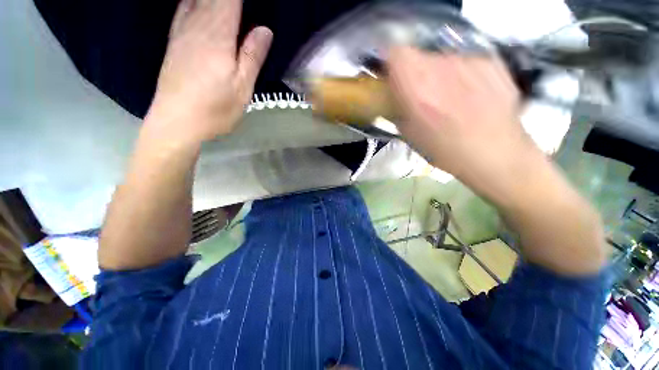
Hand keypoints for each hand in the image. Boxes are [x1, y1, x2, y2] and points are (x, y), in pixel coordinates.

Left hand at [145, 0, 272, 142]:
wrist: (177, 122)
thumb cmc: (215, 109)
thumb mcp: (242, 88)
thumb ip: (252, 56)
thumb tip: (265, 30)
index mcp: (218, 36)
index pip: (229, 0)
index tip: (255, 4)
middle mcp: (198, 27)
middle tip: (243, 6)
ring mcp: (182, 33)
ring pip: (196, 0)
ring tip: (227, 5)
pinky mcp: (174, 42)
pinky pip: (182, 9)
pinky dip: (192, 1)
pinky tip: (197, 3)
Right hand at [388, 47, 537, 189]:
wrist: (495, 153)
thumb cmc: (444, 149)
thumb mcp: (409, 133)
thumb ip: (396, 109)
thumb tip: (391, 95)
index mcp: (417, 88)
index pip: (396, 53)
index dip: (391, 63)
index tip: (393, 77)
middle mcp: (441, 67)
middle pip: (418, 55)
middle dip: (414, 72)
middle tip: (420, 93)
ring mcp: (469, 60)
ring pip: (441, 58)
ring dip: (438, 74)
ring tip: (448, 97)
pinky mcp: (491, 61)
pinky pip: (464, 62)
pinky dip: (460, 74)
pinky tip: (470, 95)